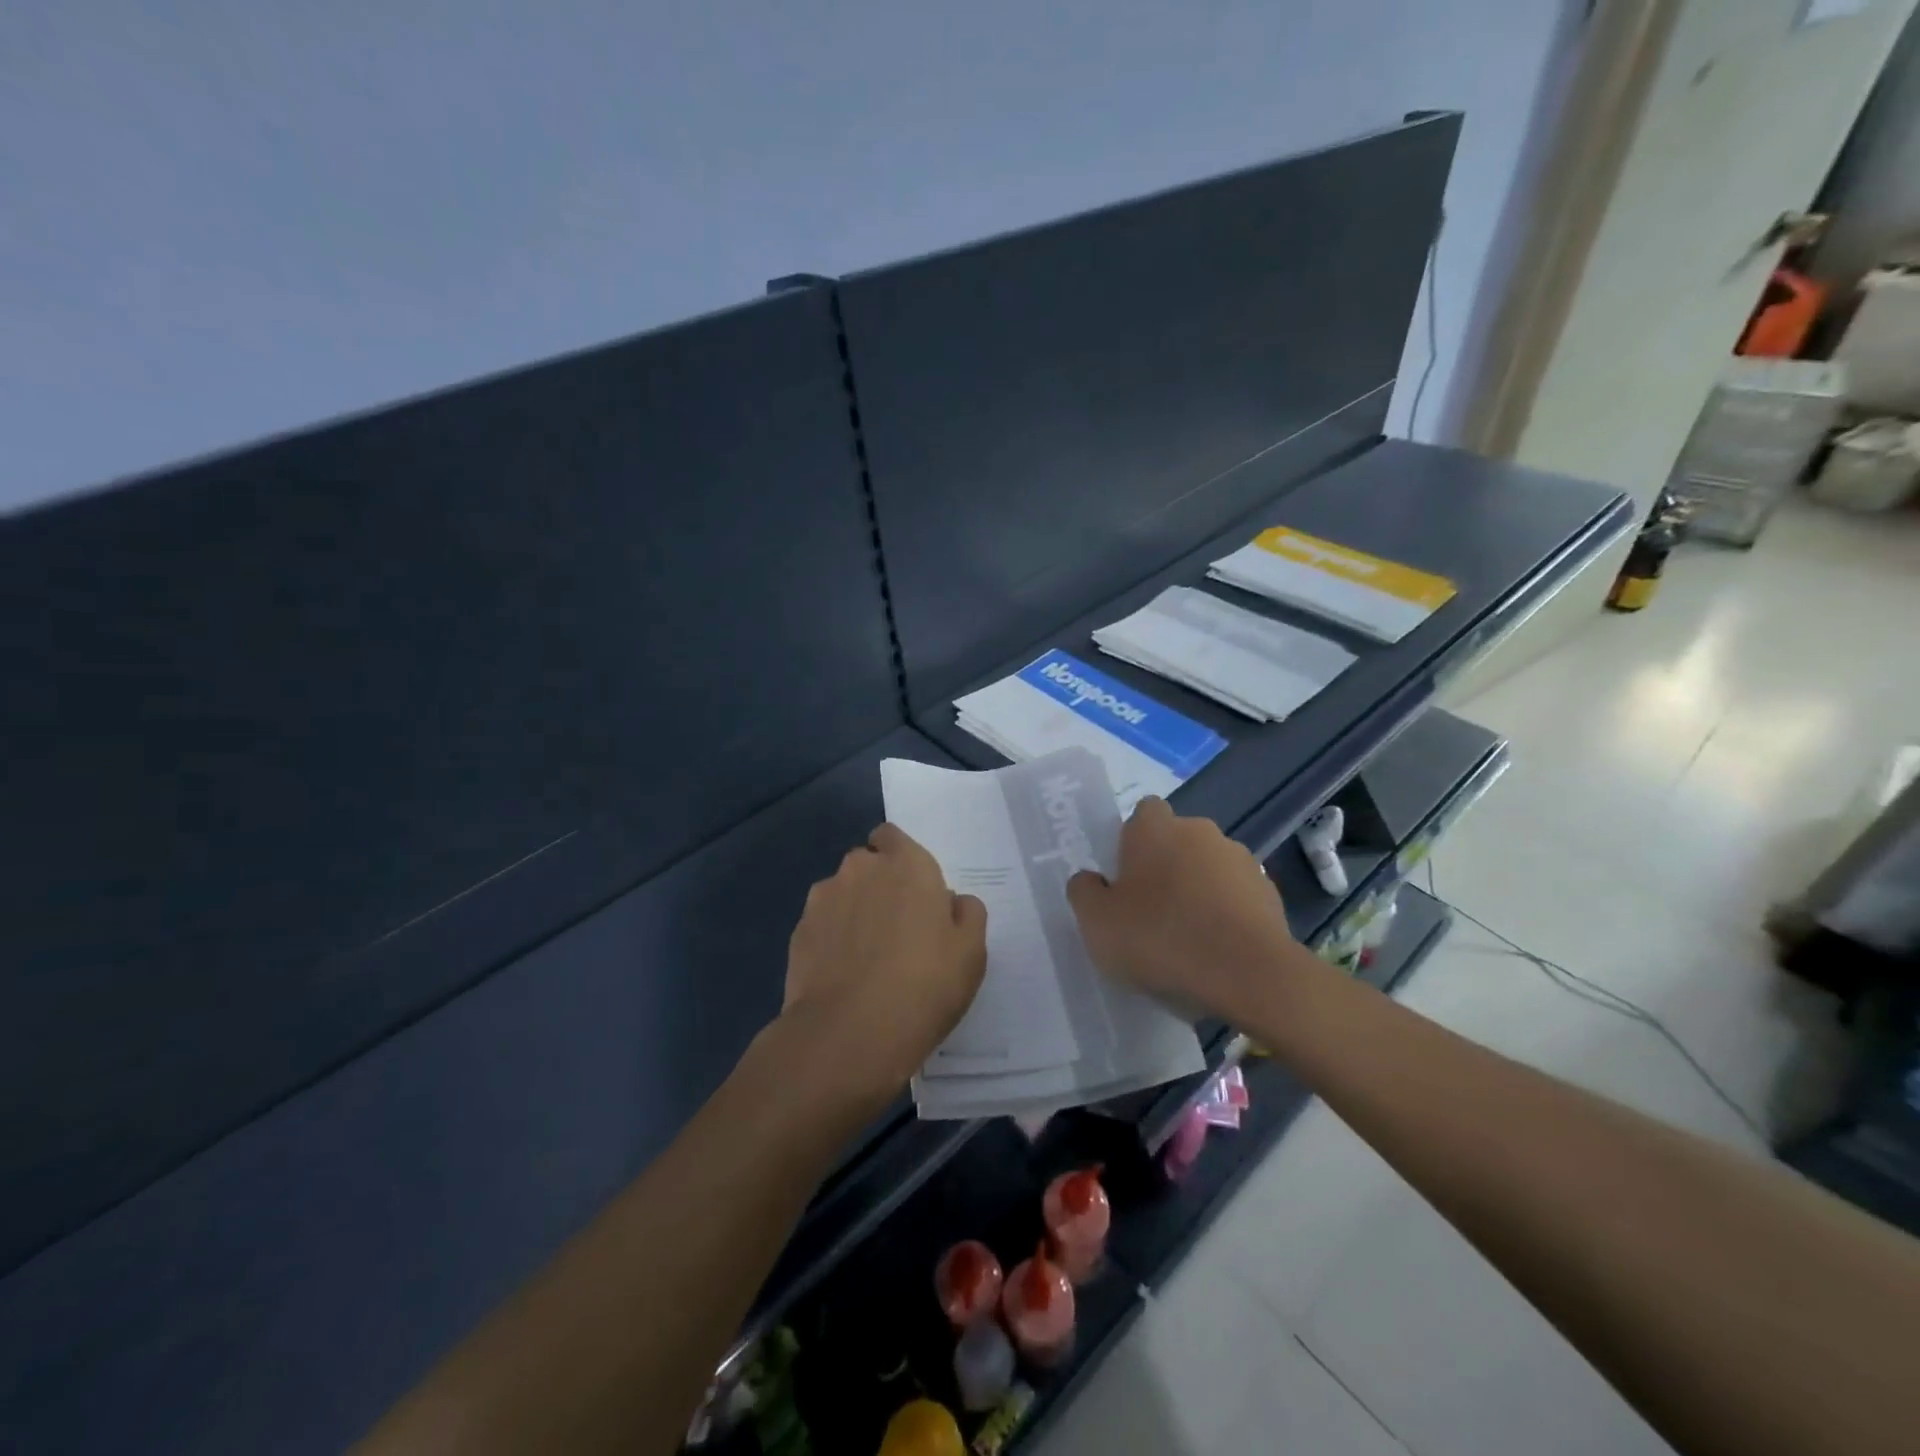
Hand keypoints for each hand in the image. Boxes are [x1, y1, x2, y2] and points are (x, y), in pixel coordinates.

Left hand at [780, 823, 987, 1106]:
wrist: (849, 1034)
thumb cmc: (924, 985)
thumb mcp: (971, 952)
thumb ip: (967, 914)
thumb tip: (952, 902)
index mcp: (906, 864)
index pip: (892, 836)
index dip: (900, 858)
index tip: (913, 892)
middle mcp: (860, 869)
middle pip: (867, 865)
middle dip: (878, 886)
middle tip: (897, 930)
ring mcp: (822, 899)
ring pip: (841, 894)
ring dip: (853, 912)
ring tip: (866, 958)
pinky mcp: (798, 933)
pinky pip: (821, 926)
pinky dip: (831, 940)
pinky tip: (843, 976)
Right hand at [1066, 797, 1298, 1021]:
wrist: (1249, 974)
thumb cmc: (1161, 939)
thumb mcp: (1097, 923)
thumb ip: (1084, 892)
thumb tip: (1091, 880)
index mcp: (1154, 828)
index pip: (1142, 813)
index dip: (1132, 841)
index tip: (1125, 877)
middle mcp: (1199, 831)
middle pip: (1176, 840)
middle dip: (1165, 867)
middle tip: (1149, 911)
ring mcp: (1239, 859)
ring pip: (1208, 867)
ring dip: (1197, 889)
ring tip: (1187, 937)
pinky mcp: (1268, 892)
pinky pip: (1235, 896)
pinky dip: (1226, 913)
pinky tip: (1217, 950)